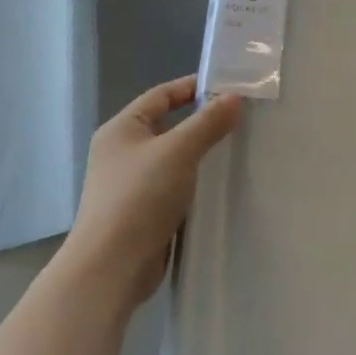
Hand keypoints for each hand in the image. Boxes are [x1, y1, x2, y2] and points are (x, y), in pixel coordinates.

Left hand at [56, 75, 241, 312]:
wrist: (111, 268)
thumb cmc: (140, 197)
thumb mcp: (179, 150)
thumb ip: (208, 122)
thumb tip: (235, 97)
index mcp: (122, 129)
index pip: (162, 94)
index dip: (195, 86)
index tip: (232, 87)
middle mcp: (123, 152)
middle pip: (170, 125)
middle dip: (205, 121)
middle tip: (243, 118)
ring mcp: (132, 185)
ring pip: (176, 158)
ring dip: (203, 154)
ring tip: (240, 149)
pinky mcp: (144, 213)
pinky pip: (177, 187)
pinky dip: (197, 183)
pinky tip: (223, 186)